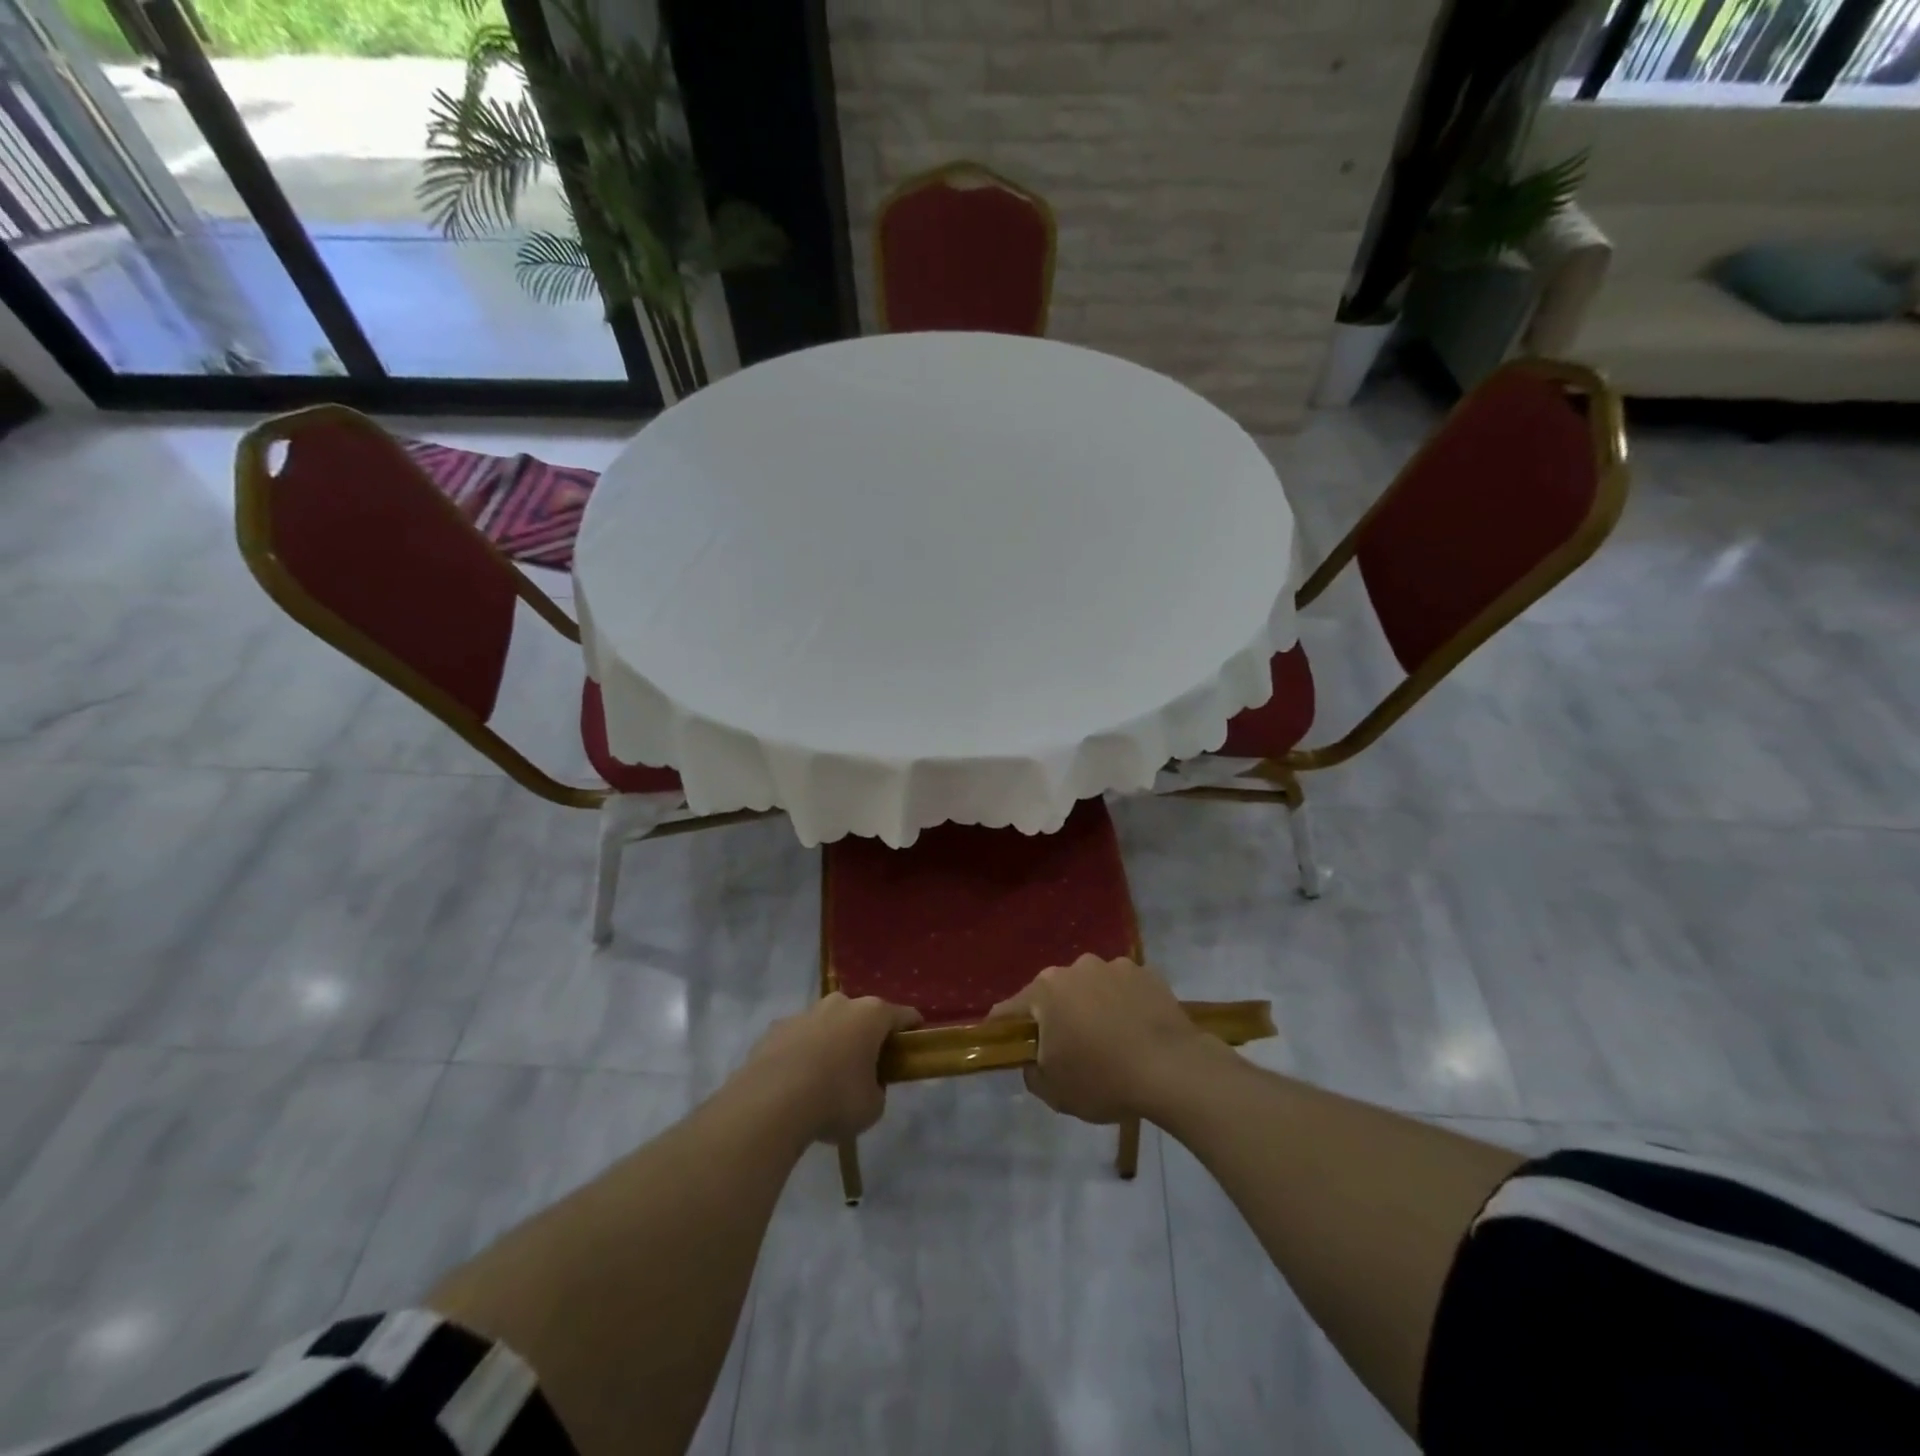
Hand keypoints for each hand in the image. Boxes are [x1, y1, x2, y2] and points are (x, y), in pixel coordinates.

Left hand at [741, 993, 920, 1142]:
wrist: (771, 1104)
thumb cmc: (835, 1100)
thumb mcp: (873, 1107)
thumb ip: (877, 1090)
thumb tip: (868, 1086)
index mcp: (871, 1015)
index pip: (904, 1015)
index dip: (912, 1030)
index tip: (913, 1046)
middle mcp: (840, 1003)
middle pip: (863, 1016)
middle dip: (867, 1036)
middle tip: (867, 1067)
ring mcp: (805, 1012)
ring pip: (827, 1024)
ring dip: (832, 1043)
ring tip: (826, 1079)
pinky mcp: (776, 1028)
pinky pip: (798, 1038)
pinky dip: (802, 1054)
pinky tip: (796, 1083)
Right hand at [989, 955, 1221, 1123]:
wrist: (1173, 1070)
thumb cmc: (1104, 1080)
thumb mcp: (1055, 1092)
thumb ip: (1032, 1073)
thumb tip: (1034, 1061)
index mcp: (1046, 990)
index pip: (1009, 1010)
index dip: (1004, 1030)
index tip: (1008, 1047)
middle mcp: (1076, 967)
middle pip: (1053, 994)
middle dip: (1056, 1017)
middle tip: (1069, 1050)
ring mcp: (1114, 966)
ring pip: (1091, 988)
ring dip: (1092, 1008)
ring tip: (1110, 1041)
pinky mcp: (1146, 973)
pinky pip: (1123, 990)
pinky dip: (1123, 1005)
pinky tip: (1136, 1032)